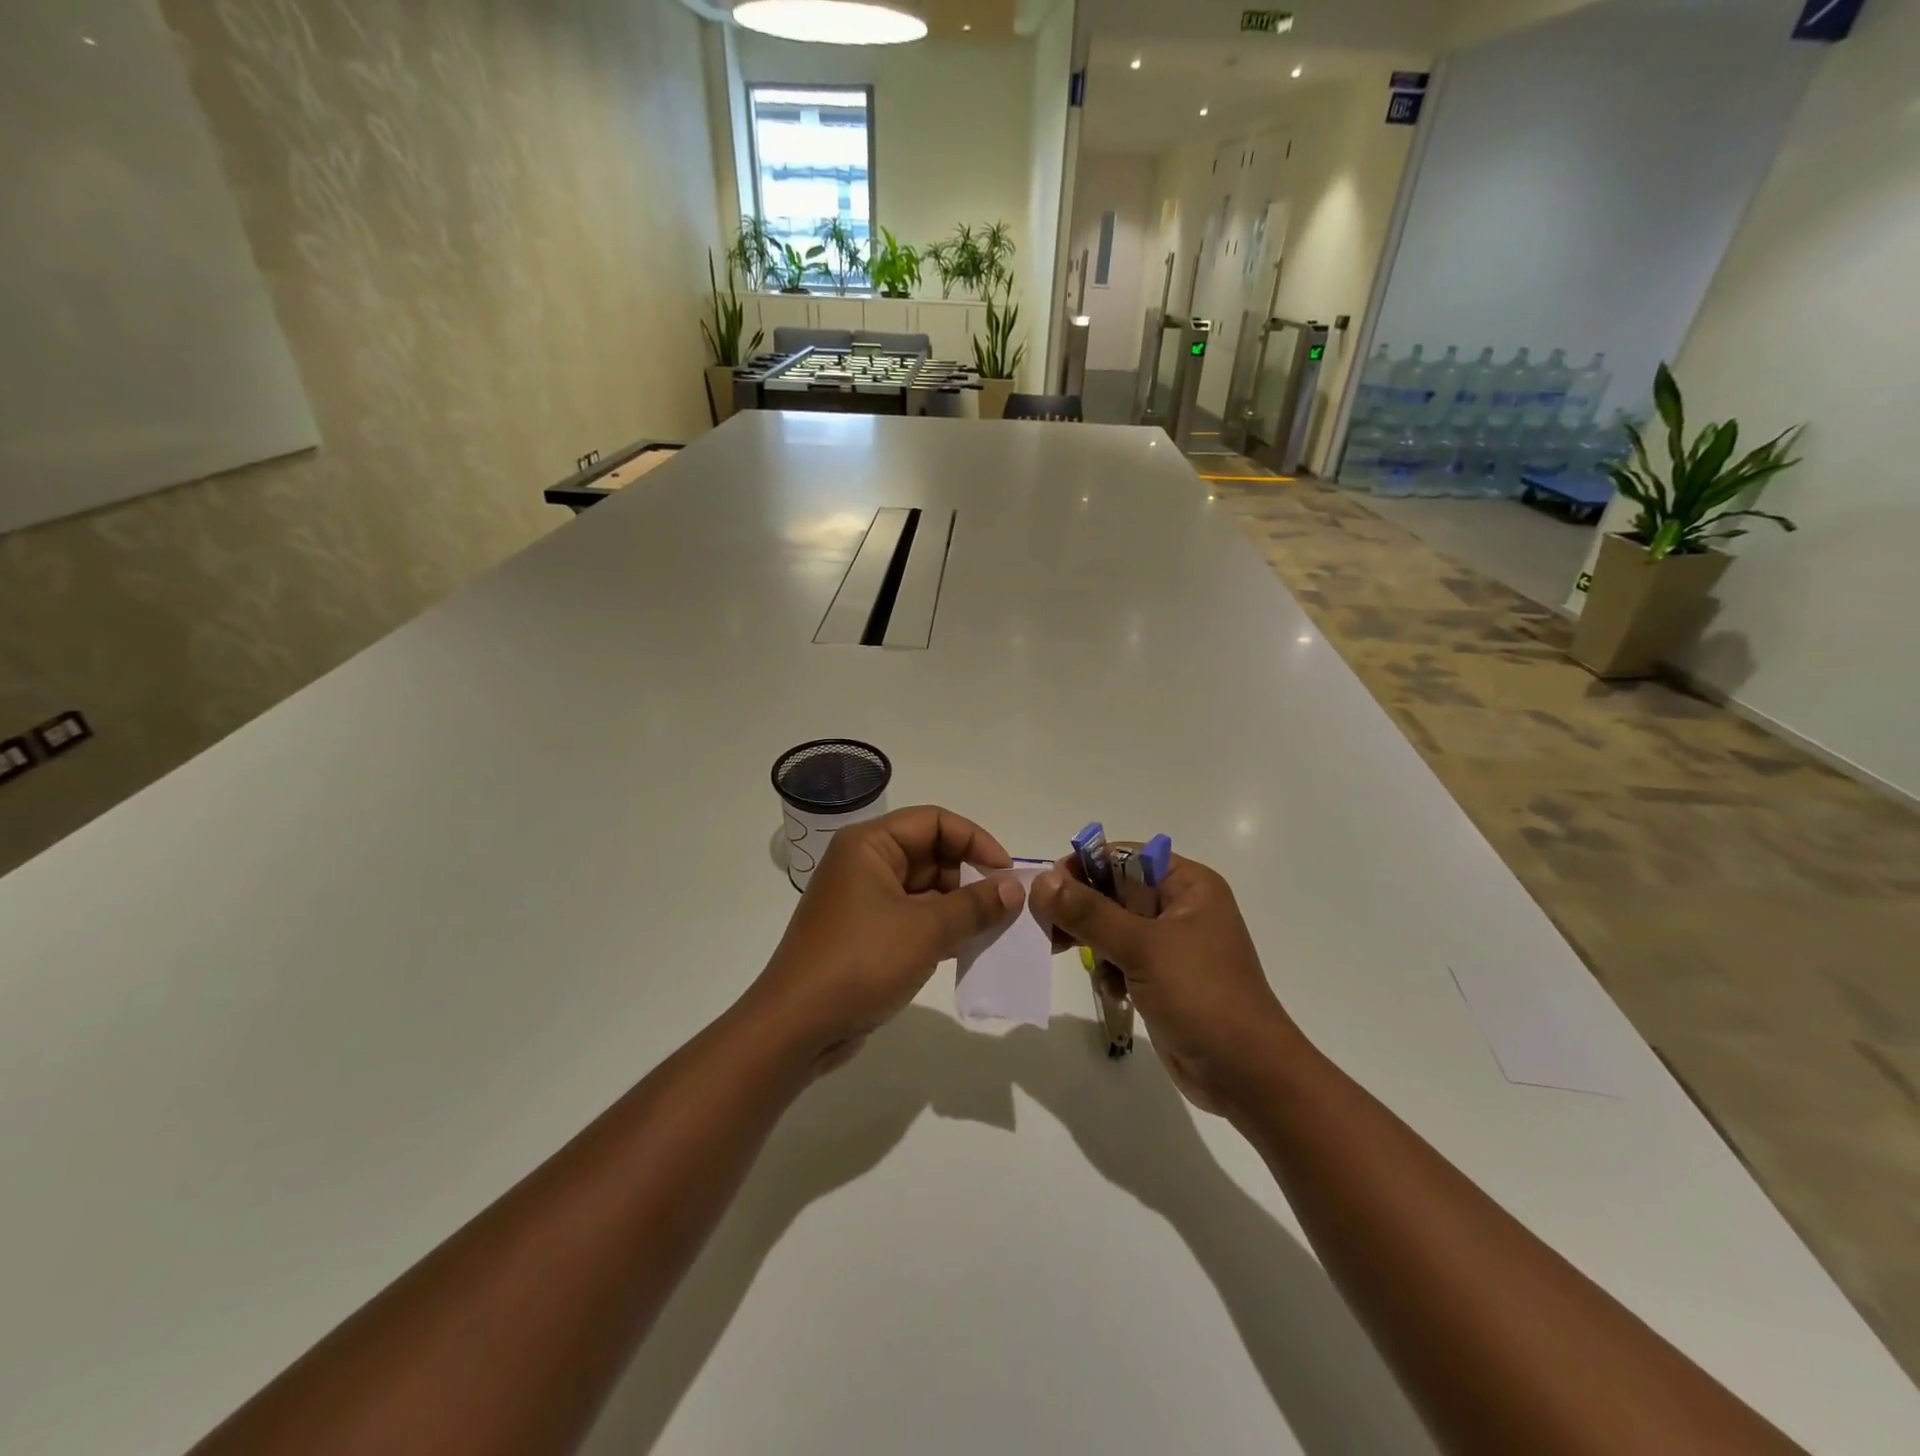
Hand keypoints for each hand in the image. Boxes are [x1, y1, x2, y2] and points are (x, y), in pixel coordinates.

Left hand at [749, 807, 1023, 1073]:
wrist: (797, 1027)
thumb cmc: (860, 962)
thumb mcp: (925, 930)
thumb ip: (974, 905)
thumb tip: (1014, 888)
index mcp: (870, 844)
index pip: (934, 821)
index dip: (975, 840)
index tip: (1006, 873)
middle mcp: (866, 863)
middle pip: (931, 853)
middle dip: (970, 876)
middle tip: (1006, 906)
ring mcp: (865, 900)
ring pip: (926, 889)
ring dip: (960, 906)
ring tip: (996, 929)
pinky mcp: (868, 934)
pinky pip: (914, 918)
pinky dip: (942, 928)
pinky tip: (970, 948)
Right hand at [1030, 853, 1303, 1116]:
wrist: (1246, 1075)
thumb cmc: (1202, 996)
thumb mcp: (1142, 948)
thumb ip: (1089, 913)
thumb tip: (1042, 881)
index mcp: (1187, 884)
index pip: (1123, 856)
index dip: (1083, 867)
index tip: (1046, 889)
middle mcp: (1179, 906)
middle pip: (1113, 890)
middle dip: (1081, 910)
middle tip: (1047, 928)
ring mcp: (1170, 944)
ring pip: (1111, 926)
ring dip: (1092, 943)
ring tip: (1070, 959)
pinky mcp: (1161, 976)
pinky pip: (1120, 957)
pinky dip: (1108, 970)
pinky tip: (1112, 991)